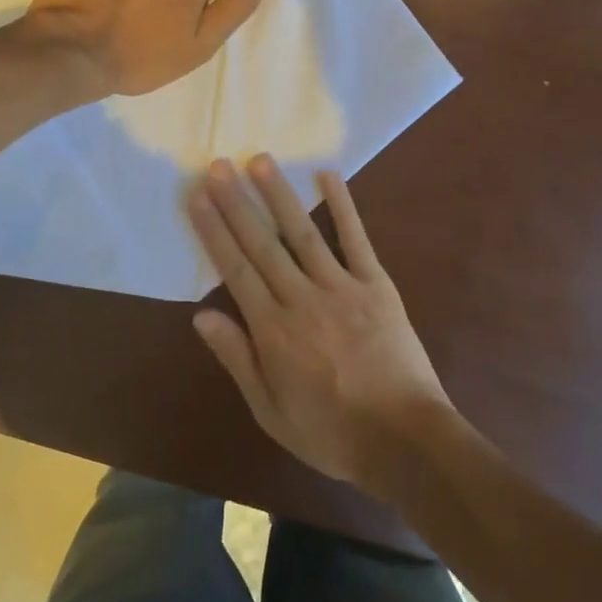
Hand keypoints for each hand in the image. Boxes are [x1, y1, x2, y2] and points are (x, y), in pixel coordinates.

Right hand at [187, 155, 453, 492]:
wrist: (404, 440)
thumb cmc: (331, 432)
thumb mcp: (270, 411)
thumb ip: (237, 359)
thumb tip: (201, 315)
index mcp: (274, 331)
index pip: (235, 270)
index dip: (214, 230)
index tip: (197, 197)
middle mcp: (302, 299)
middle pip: (263, 243)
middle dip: (237, 203)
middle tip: (218, 165)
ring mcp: (342, 287)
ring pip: (303, 233)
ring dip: (279, 195)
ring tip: (260, 161)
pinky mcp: (377, 285)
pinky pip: (356, 239)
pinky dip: (343, 205)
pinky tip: (327, 175)